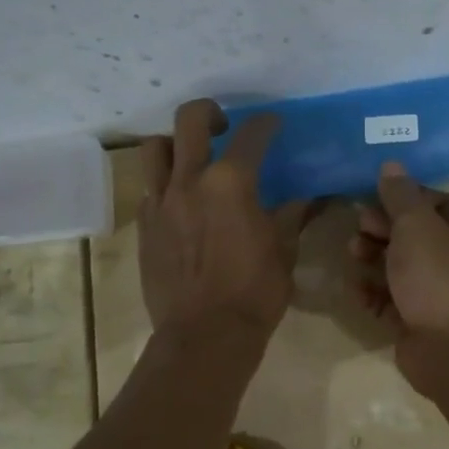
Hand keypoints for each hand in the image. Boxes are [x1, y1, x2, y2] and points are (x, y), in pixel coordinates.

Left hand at [139, 99, 311, 341]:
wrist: (204, 335)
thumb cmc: (254, 293)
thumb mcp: (283, 252)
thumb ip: (290, 217)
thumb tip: (304, 200)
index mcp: (231, 184)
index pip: (251, 135)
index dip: (266, 124)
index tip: (273, 124)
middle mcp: (190, 181)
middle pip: (190, 120)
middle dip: (209, 113)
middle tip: (223, 128)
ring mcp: (161, 202)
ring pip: (156, 148)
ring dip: (175, 144)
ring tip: (191, 159)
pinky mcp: (144, 225)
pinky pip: (149, 188)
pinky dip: (165, 183)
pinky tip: (181, 202)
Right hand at [350, 161, 448, 389]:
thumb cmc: (442, 279)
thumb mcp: (418, 227)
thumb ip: (401, 196)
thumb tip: (392, 165)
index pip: (439, 203)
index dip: (405, 198)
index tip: (373, 197)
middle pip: (418, 236)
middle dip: (384, 230)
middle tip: (358, 228)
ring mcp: (445, 295)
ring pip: (404, 269)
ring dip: (375, 260)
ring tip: (353, 256)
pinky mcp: (424, 323)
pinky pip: (396, 301)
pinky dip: (376, 294)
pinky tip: (357, 292)